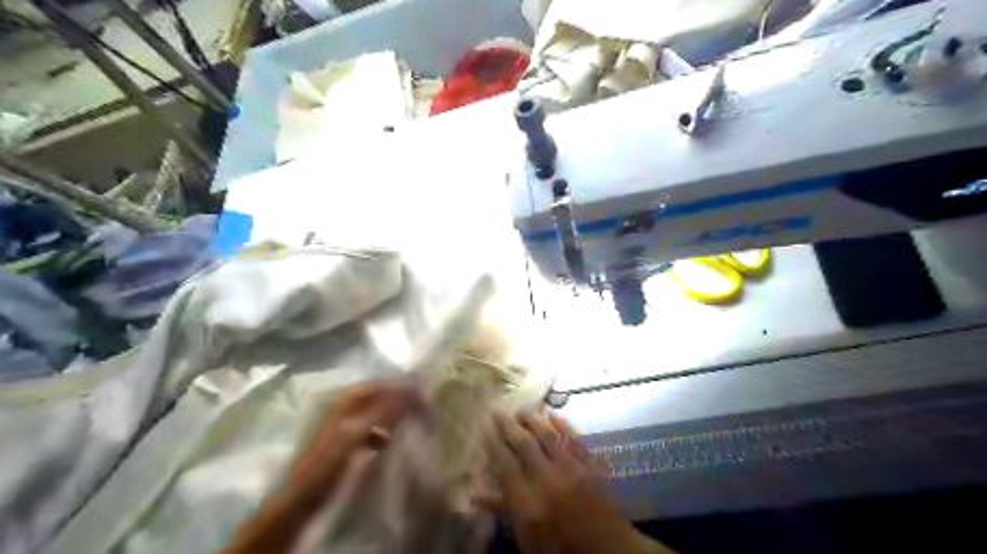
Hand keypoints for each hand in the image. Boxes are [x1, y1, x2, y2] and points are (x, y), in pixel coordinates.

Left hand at [221, 380, 418, 553]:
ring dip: (389, 415)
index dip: (392, 386)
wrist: (303, 497)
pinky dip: (382, 432)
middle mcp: (343, 413)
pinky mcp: (345, 446)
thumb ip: (380, 414)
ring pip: (371, 414)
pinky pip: (369, 431)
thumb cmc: (328, 463)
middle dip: (393, 398)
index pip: (372, 387)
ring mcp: (343, 429)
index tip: (414, 390)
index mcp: (343, 406)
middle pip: (372, 398)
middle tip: (414, 402)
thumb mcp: (355, 436)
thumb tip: (407, 397)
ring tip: (406, 421)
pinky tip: (390, 442)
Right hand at [486, 410, 670, 553]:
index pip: (504, 463)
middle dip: (509, 425)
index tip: (485, 429)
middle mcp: (547, 477)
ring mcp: (571, 468)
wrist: (608, 553)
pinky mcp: (591, 465)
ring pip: (548, 436)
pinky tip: (554, 414)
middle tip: (499, 411)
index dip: (493, 444)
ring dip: (534, 420)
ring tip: (523, 409)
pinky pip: (575, 439)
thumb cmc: (561, 548)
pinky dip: (563, 425)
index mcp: (527, 499)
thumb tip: (476, 494)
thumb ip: (504, 510)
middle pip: (523, 443)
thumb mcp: (526, 537)